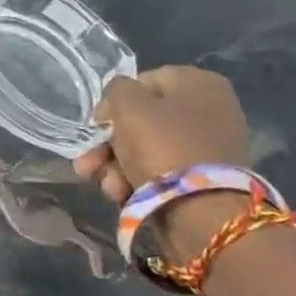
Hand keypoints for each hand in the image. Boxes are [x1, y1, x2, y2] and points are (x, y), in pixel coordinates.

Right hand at [73, 67, 251, 258]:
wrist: (202, 214)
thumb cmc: (164, 147)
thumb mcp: (129, 105)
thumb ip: (116, 90)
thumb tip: (116, 105)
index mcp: (199, 83)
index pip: (142, 82)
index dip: (113, 103)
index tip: (96, 126)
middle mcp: (207, 111)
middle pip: (141, 120)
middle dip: (108, 144)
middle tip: (87, 163)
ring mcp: (205, 147)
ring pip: (144, 150)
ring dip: (114, 166)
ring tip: (104, 184)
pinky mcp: (198, 181)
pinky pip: (157, 173)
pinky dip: (135, 182)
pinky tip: (120, 194)